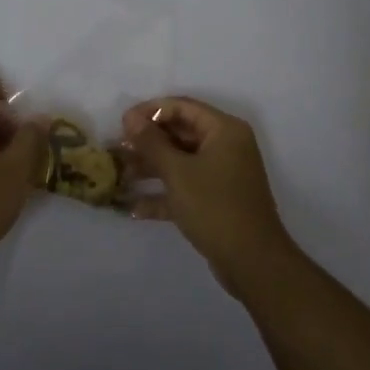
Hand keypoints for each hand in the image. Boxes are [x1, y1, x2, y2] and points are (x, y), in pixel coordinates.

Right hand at [120, 96, 297, 294]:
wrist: (252, 262)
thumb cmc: (215, 206)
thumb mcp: (177, 172)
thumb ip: (151, 142)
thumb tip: (130, 117)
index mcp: (224, 130)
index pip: (182, 107)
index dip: (150, 111)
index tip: (122, 123)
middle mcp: (225, 147)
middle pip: (179, 134)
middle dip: (147, 142)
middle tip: (116, 150)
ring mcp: (221, 175)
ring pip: (180, 162)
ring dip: (150, 168)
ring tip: (118, 176)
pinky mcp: (216, 201)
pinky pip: (185, 188)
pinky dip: (163, 195)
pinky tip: (134, 208)